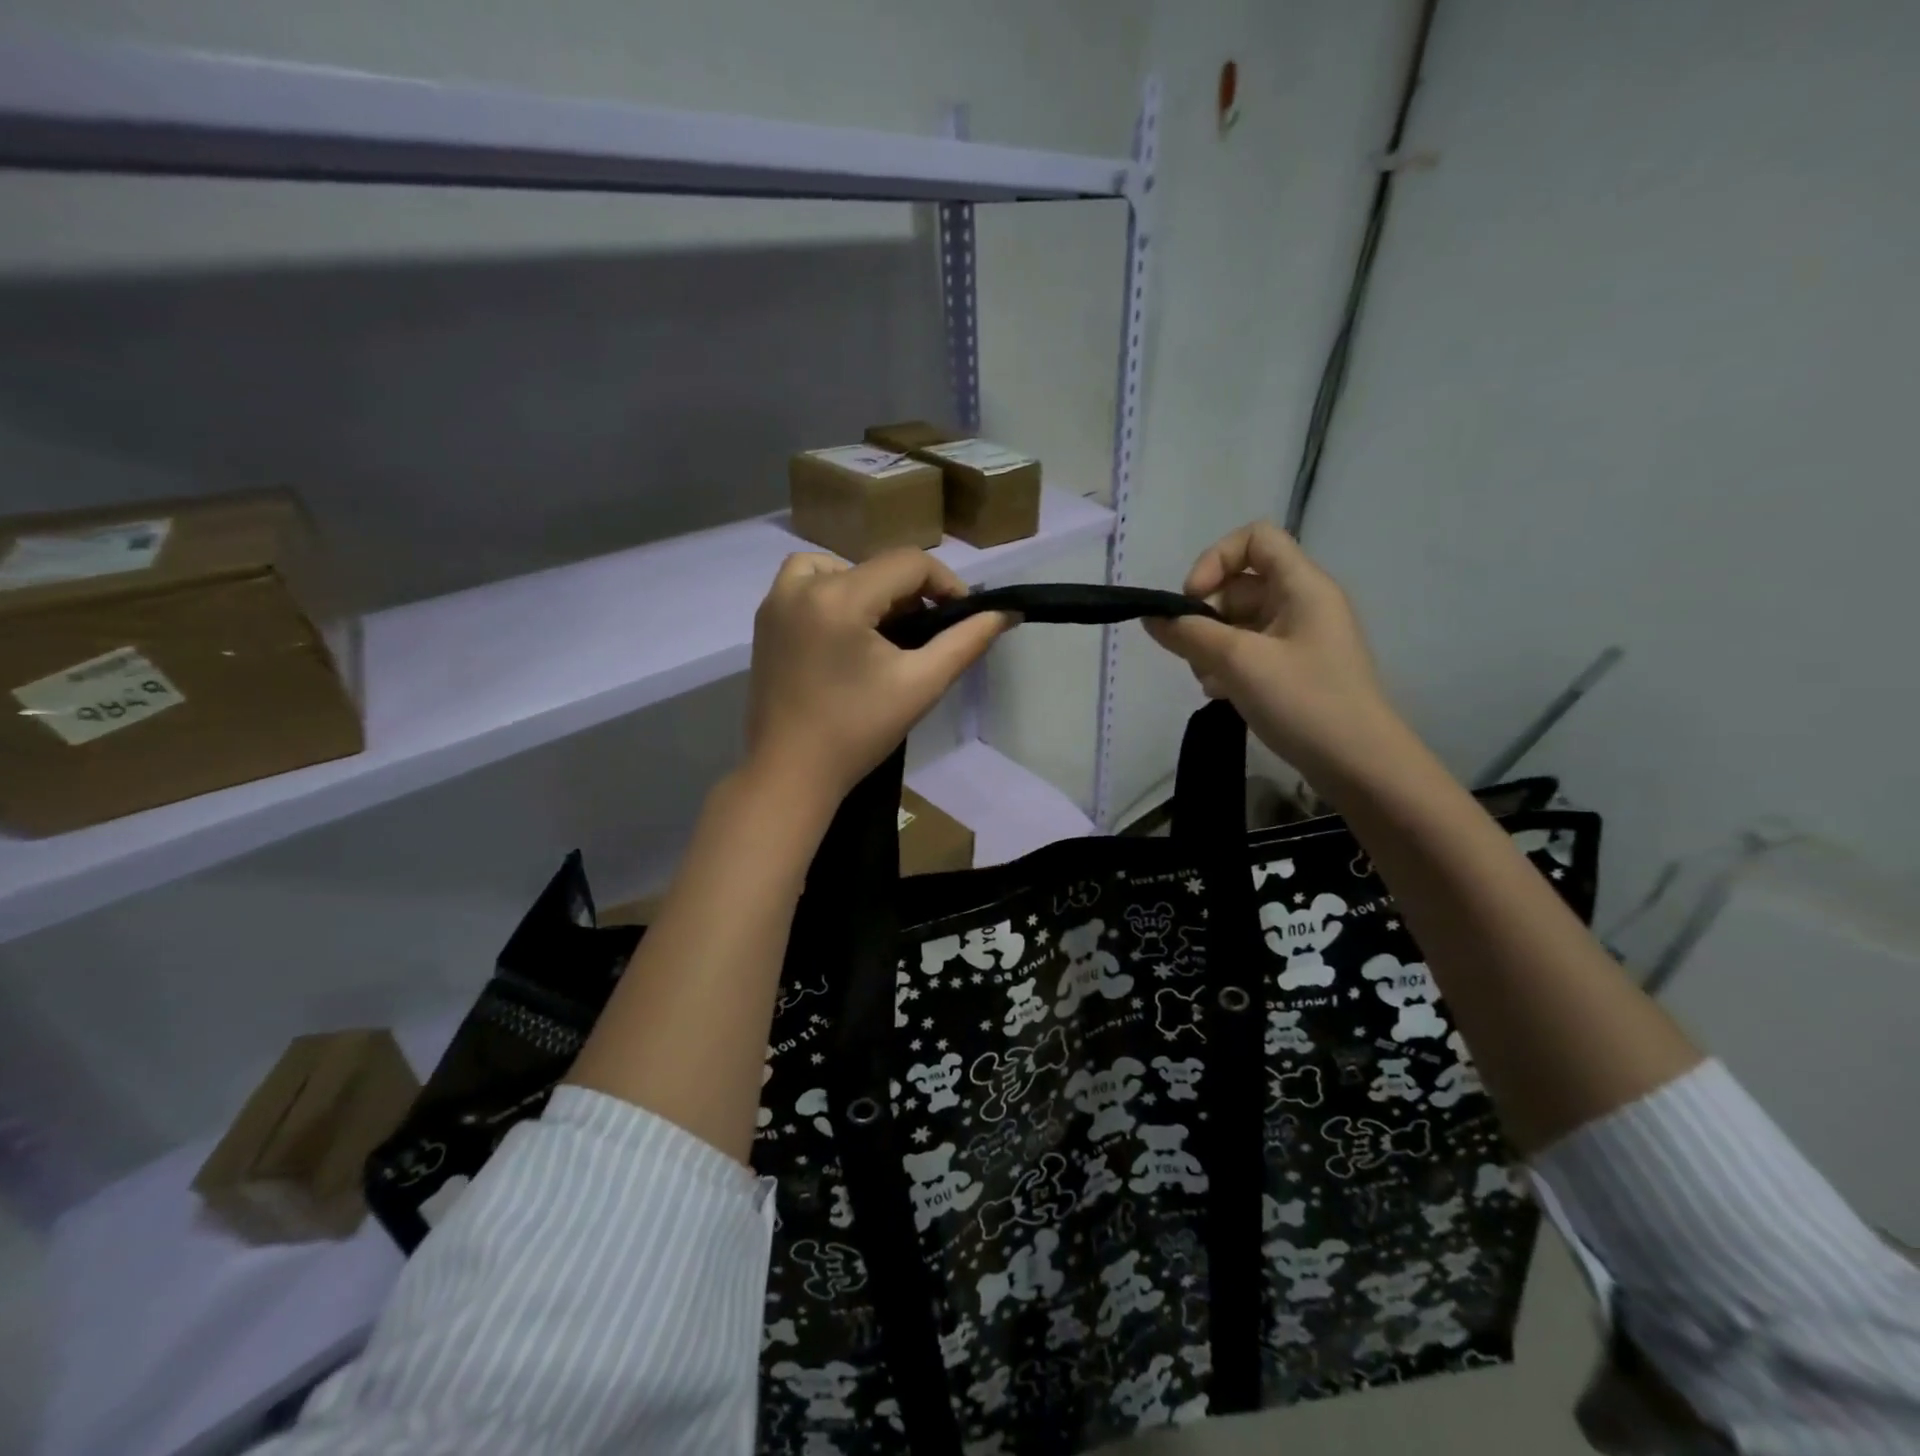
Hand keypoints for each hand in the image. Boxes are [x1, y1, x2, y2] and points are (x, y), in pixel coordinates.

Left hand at [746, 549, 1011, 806]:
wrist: (790, 773)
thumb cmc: (858, 732)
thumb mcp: (921, 684)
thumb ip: (966, 642)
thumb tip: (1005, 613)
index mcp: (839, 597)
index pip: (908, 563)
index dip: (945, 583)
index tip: (962, 616)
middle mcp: (801, 587)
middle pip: (874, 565)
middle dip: (909, 593)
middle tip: (926, 634)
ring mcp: (776, 602)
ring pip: (836, 567)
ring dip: (869, 587)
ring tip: (884, 628)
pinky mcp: (764, 622)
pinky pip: (804, 584)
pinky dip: (831, 593)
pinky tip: (846, 632)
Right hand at [1144, 521, 1402, 785]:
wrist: (1359, 764)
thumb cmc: (1304, 702)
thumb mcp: (1239, 663)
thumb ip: (1189, 634)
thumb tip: (1151, 617)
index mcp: (1302, 586)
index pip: (1255, 539)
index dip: (1216, 559)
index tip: (1192, 600)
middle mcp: (1302, 604)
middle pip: (1240, 586)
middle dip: (1207, 616)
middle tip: (1193, 654)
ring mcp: (1299, 639)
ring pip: (1239, 623)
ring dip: (1212, 646)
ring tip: (1209, 681)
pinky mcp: (1294, 669)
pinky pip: (1250, 651)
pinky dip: (1228, 666)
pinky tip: (1221, 695)